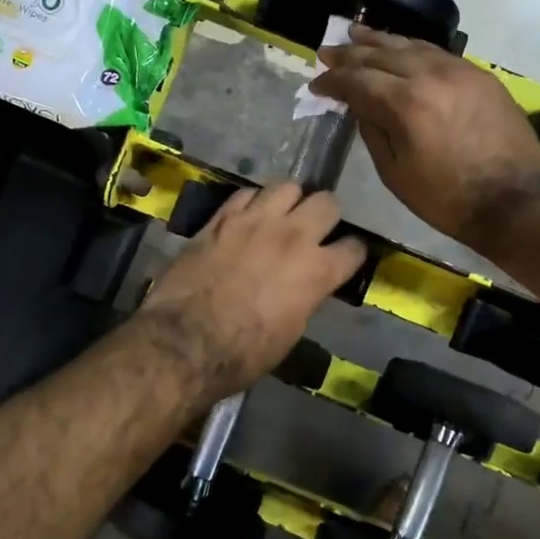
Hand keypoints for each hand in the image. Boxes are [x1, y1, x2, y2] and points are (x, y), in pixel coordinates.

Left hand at [138, 183, 366, 403]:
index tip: (345, 257)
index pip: (354, 248)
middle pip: (327, 202)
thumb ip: (305, 297)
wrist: (185, 340)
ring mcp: (256, 221)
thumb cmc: (243, 352)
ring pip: (288, 186)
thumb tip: (305, 286)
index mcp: (317, 271)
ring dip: (289, 200)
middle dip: (326, 215)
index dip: (352, 253)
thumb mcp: (290, 332)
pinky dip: (252, 202)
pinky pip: (246, 193)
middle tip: (315, 229)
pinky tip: (247, 217)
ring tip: (281, 214)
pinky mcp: (221, 217)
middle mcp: (293, 236)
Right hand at [312, 26, 539, 250]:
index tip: (316, 84)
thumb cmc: (446, 199)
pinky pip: (437, 52)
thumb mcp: (395, 173)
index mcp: (406, 104)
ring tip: (356, 34)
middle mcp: (431, 75)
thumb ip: (373, 131)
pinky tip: (400, 49)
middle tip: (327, 51)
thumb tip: (360, 105)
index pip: (358, 80)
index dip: (333, 81)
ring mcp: (459, 70)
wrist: (513, 200)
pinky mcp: (479, 75)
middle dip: (350, 54)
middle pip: (381, 54)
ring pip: (411, 46)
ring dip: (379, 41)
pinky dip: (412, 48)